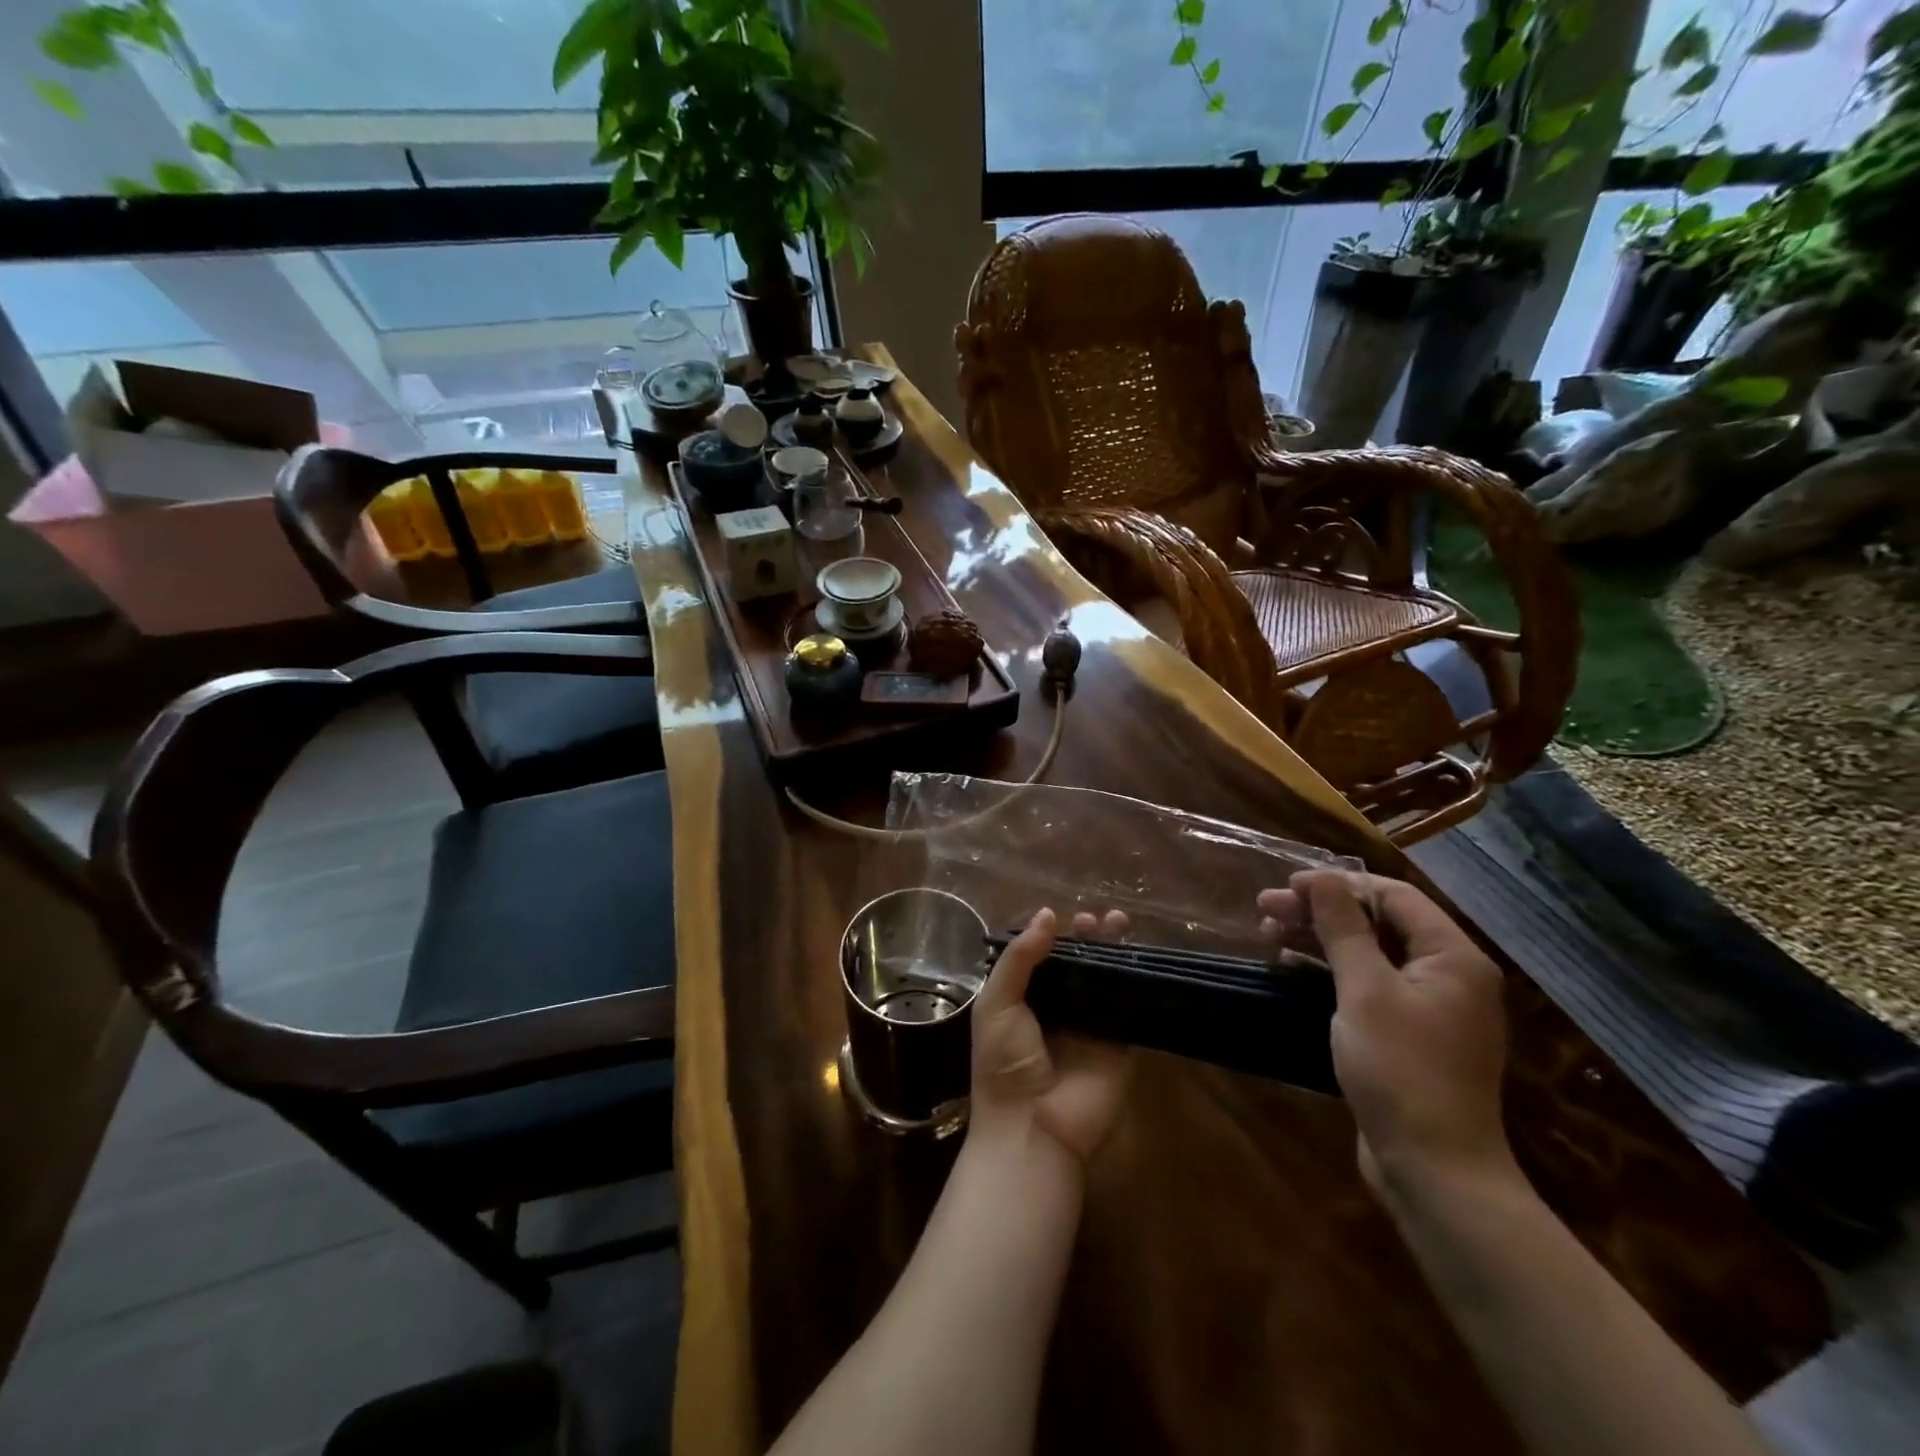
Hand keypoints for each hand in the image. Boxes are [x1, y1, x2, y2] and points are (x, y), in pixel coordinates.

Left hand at [969, 908, 1131, 1163]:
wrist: (1032, 1127)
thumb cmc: (1003, 1062)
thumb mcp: (997, 1003)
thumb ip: (1019, 959)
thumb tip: (1048, 914)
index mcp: (1026, 1000)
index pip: (1045, 959)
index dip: (1057, 936)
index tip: (1068, 916)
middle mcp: (1060, 1010)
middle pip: (1080, 965)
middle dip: (1089, 939)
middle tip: (1099, 919)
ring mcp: (1092, 1027)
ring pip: (1106, 980)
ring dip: (1114, 952)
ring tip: (1119, 923)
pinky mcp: (1120, 1044)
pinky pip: (1130, 1007)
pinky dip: (1136, 981)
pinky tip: (1140, 957)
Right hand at [1259, 872, 1511, 1194]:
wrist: (1433, 1169)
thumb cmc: (1401, 1068)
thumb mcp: (1365, 990)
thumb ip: (1343, 929)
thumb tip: (1323, 877)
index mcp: (1453, 958)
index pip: (1394, 897)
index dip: (1339, 884)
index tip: (1287, 886)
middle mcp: (1449, 977)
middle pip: (1380, 924)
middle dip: (1321, 912)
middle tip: (1266, 909)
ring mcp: (1430, 1009)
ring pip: (1369, 955)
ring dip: (1320, 940)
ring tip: (1270, 935)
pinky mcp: (1409, 1037)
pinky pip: (1368, 987)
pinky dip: (1331, 972)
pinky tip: (1292, 969)